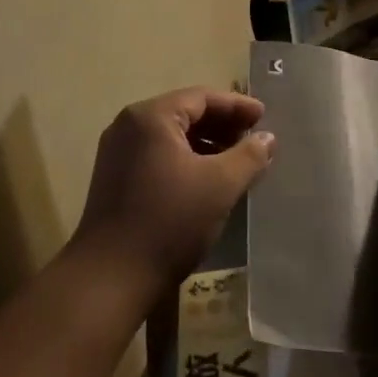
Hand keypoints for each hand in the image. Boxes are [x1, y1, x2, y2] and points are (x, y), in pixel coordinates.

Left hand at [72, 88, 274, 290]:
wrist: (110, 279)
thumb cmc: (169, 221)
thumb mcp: (220, 185)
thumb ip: (249, 156)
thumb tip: (267, 138)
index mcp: (151, 117)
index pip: (202, 97)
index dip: (237, 106)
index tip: (264, 117)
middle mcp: (129, 126)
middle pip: (185, 113)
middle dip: (222, 125)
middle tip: (254, 138)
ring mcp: (118, 153)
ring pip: (172, 137)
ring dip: (206, 144)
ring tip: (237, 161)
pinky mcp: (115, 179)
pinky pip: (159, 156)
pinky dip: (187, 160)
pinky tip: (208, 181)